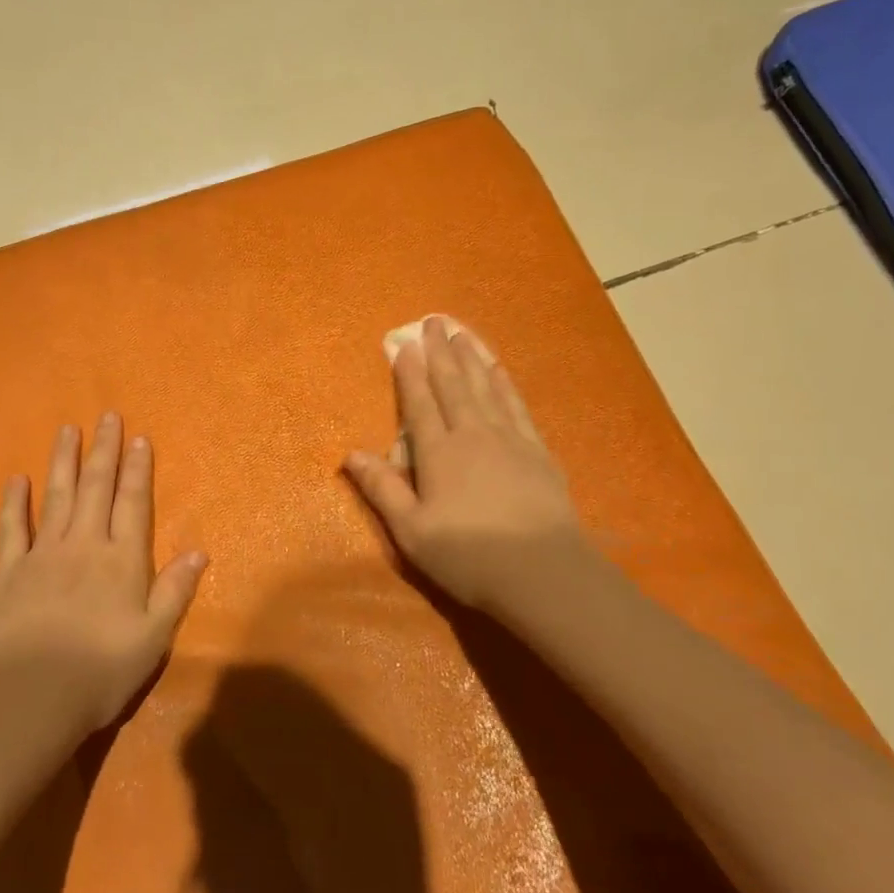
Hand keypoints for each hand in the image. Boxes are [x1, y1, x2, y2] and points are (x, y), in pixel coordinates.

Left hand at [0, 414, 207, 735]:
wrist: (34, 698)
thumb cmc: (103, 670)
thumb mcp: (155, 636)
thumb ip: (175, 590)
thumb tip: (199, 551)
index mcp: (122, 560)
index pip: (133, 503)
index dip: (137, 470)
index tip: (138, 438)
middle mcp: (84, 545)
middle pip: (96, 488)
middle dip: (104, 451)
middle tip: (107, 416)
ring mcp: (43, 555)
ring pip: (56, 496)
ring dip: (63, 461)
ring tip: (67, 429)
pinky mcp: (10, 572)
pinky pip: (12, 528)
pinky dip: (14, 502)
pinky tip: (17, 479)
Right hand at [345, 317, 584, 614]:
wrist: (542, 572)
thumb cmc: (468, 556)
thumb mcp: (411, 530)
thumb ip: (382, 489)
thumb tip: (351, 454)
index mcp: (439, 453)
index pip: (420, 404)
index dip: (410, 373)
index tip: (404, 344)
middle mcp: (473, 434)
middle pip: (453, 385)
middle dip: (440, 352)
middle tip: (433, 321)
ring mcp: (509, 439)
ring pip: (485, 387)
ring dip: (471, 357)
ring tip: (462, 332)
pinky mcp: (537, 450)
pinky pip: (516, 405)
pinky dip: (505, 383)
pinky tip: (500, 370)